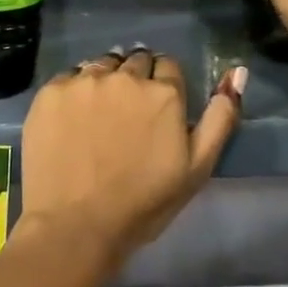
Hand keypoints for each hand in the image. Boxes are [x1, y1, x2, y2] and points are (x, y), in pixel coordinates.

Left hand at [16, 48, 244, 277]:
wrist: (75, 226)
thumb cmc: (143, 204)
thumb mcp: (197, 168)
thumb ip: (221, 117)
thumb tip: (236, 71)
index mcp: (163, 93)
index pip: (168, 66)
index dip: (164, 86)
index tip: (155, 110)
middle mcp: (124, 76)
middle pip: (135, 60)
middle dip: (136, 78)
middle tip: (127, 114)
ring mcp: (84, 81)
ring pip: (101, 64)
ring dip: (106, 79)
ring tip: (99, 113)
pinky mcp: (50, 92)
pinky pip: (69, 78)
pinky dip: (74, 91)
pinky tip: (72, 119)